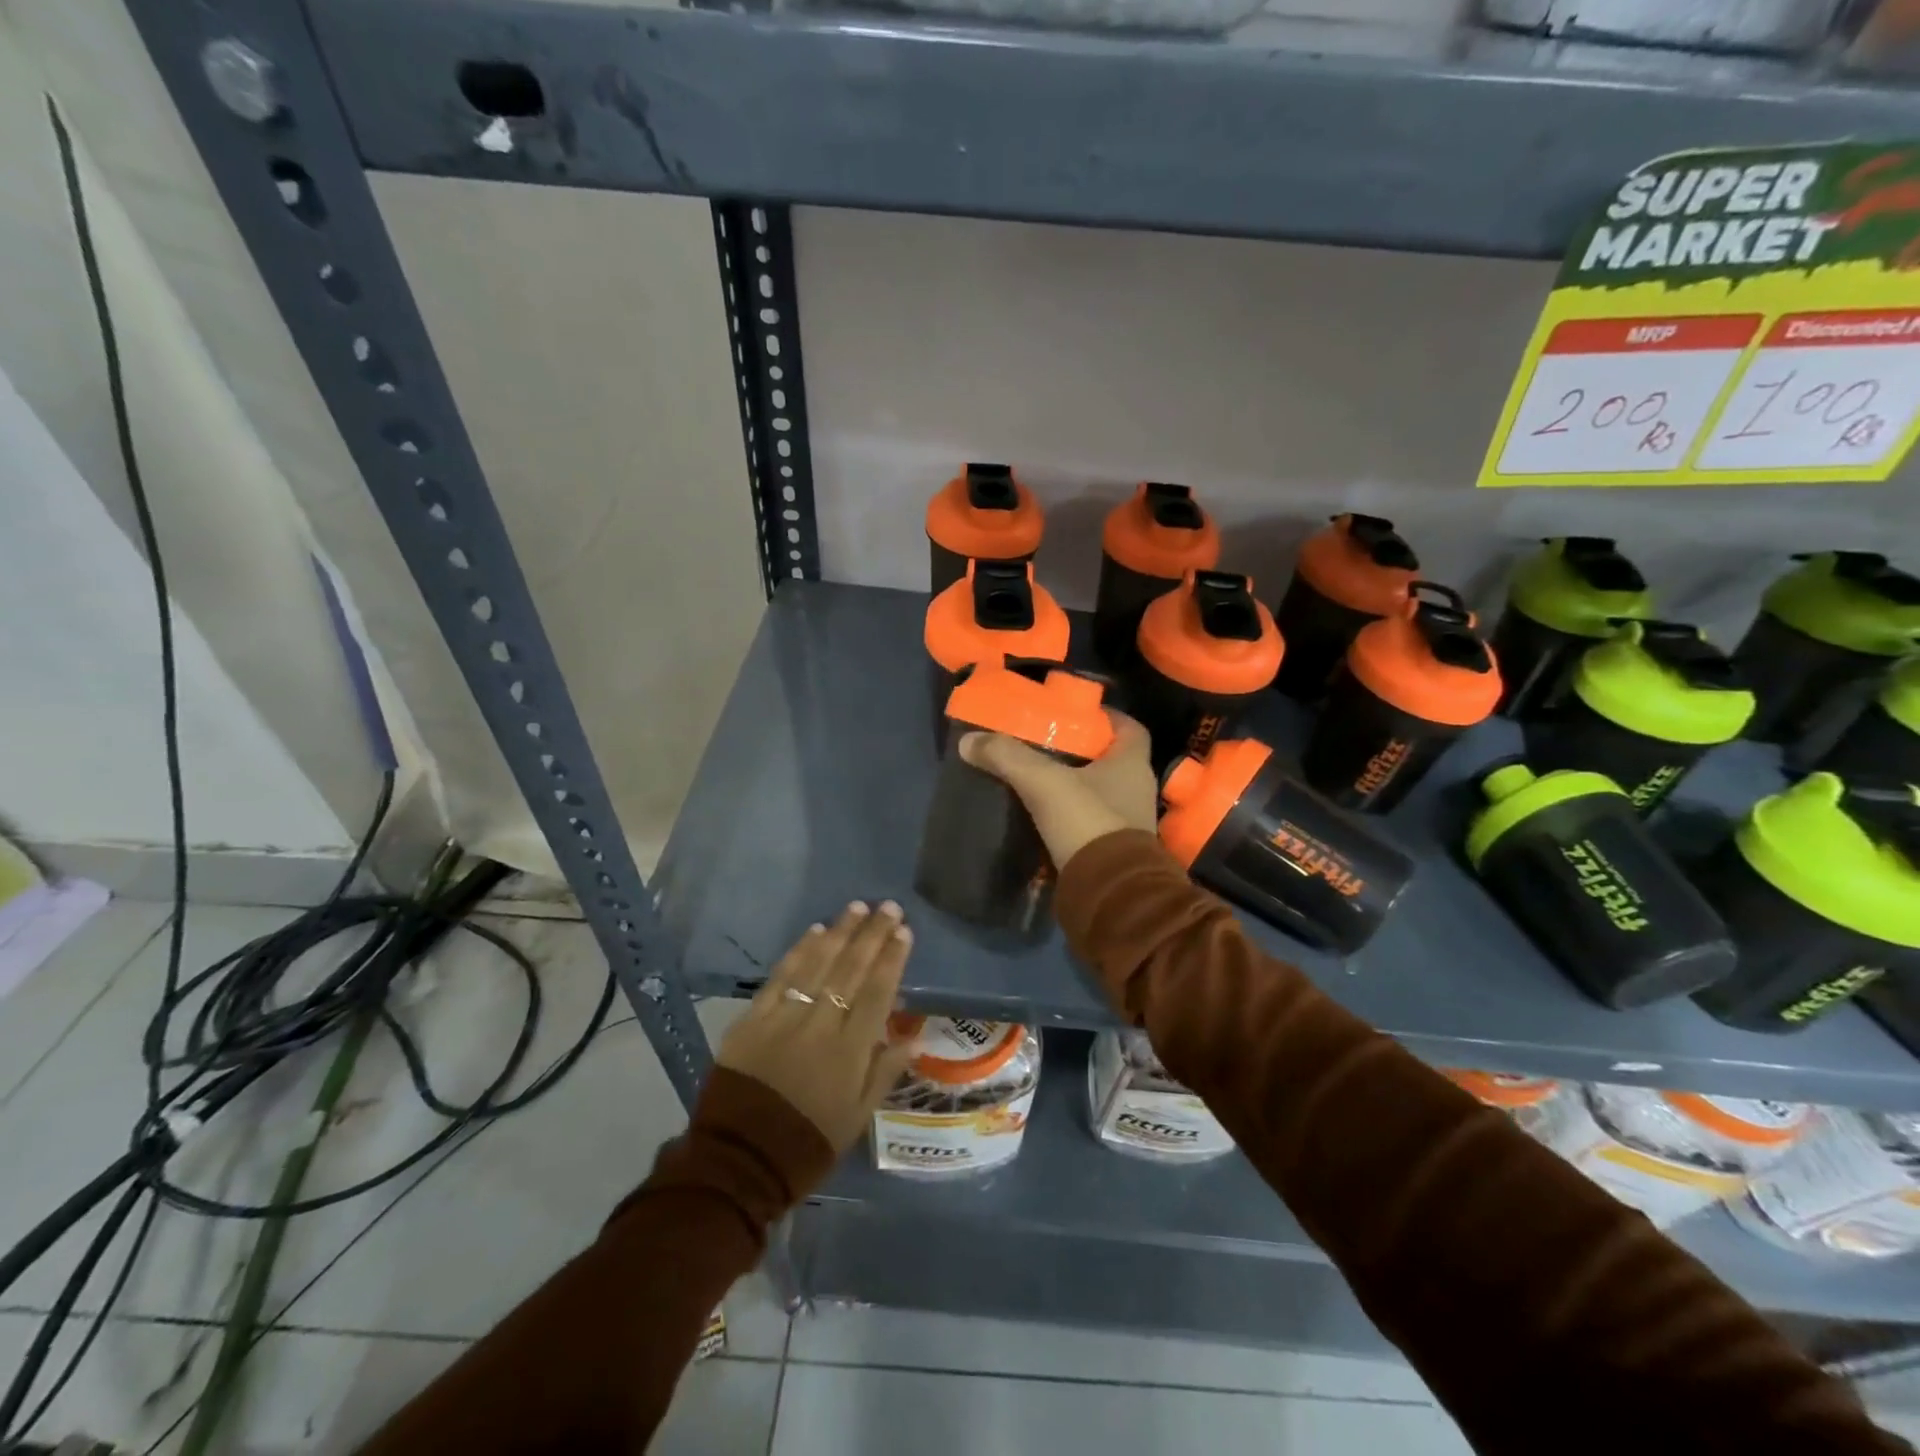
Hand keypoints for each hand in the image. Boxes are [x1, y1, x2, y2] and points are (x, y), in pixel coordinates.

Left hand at [716, 902, 917, 1152]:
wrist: (739, 1162)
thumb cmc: (808, 1144)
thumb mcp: (857, 1117)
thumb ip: (885, 1071)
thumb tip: (914, 1037)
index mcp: (851, 1051)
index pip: (878, 992)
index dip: (892, 959)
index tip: (904, 931)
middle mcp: (820, 1025)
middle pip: (851, 970)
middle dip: (872, 935)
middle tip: (888, 907)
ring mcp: (784, 1017)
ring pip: (818, 964)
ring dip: (840, 932)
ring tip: (857, 908)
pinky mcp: (752, 1018)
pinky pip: (781, 977)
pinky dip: (799, 951)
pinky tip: (815, 931)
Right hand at [960, 710, 1157, 871]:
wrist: (1109, 894)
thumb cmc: (1087, 822)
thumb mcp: (1043, 782)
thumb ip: (1008, 757)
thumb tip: (969, 740)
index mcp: (1132, 764)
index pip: (1128, 727)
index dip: (1104, 717)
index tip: (1073, 715)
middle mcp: (1137, 790)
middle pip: (1109, 760)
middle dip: (1079, 752)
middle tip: (1043, 745)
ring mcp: (1128, 824)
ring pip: (1098, 792)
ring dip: (1073, 786)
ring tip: (1036, 779)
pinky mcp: (1113, 851)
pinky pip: (1090, 823)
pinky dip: (1069, 816)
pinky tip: (1041, 815)